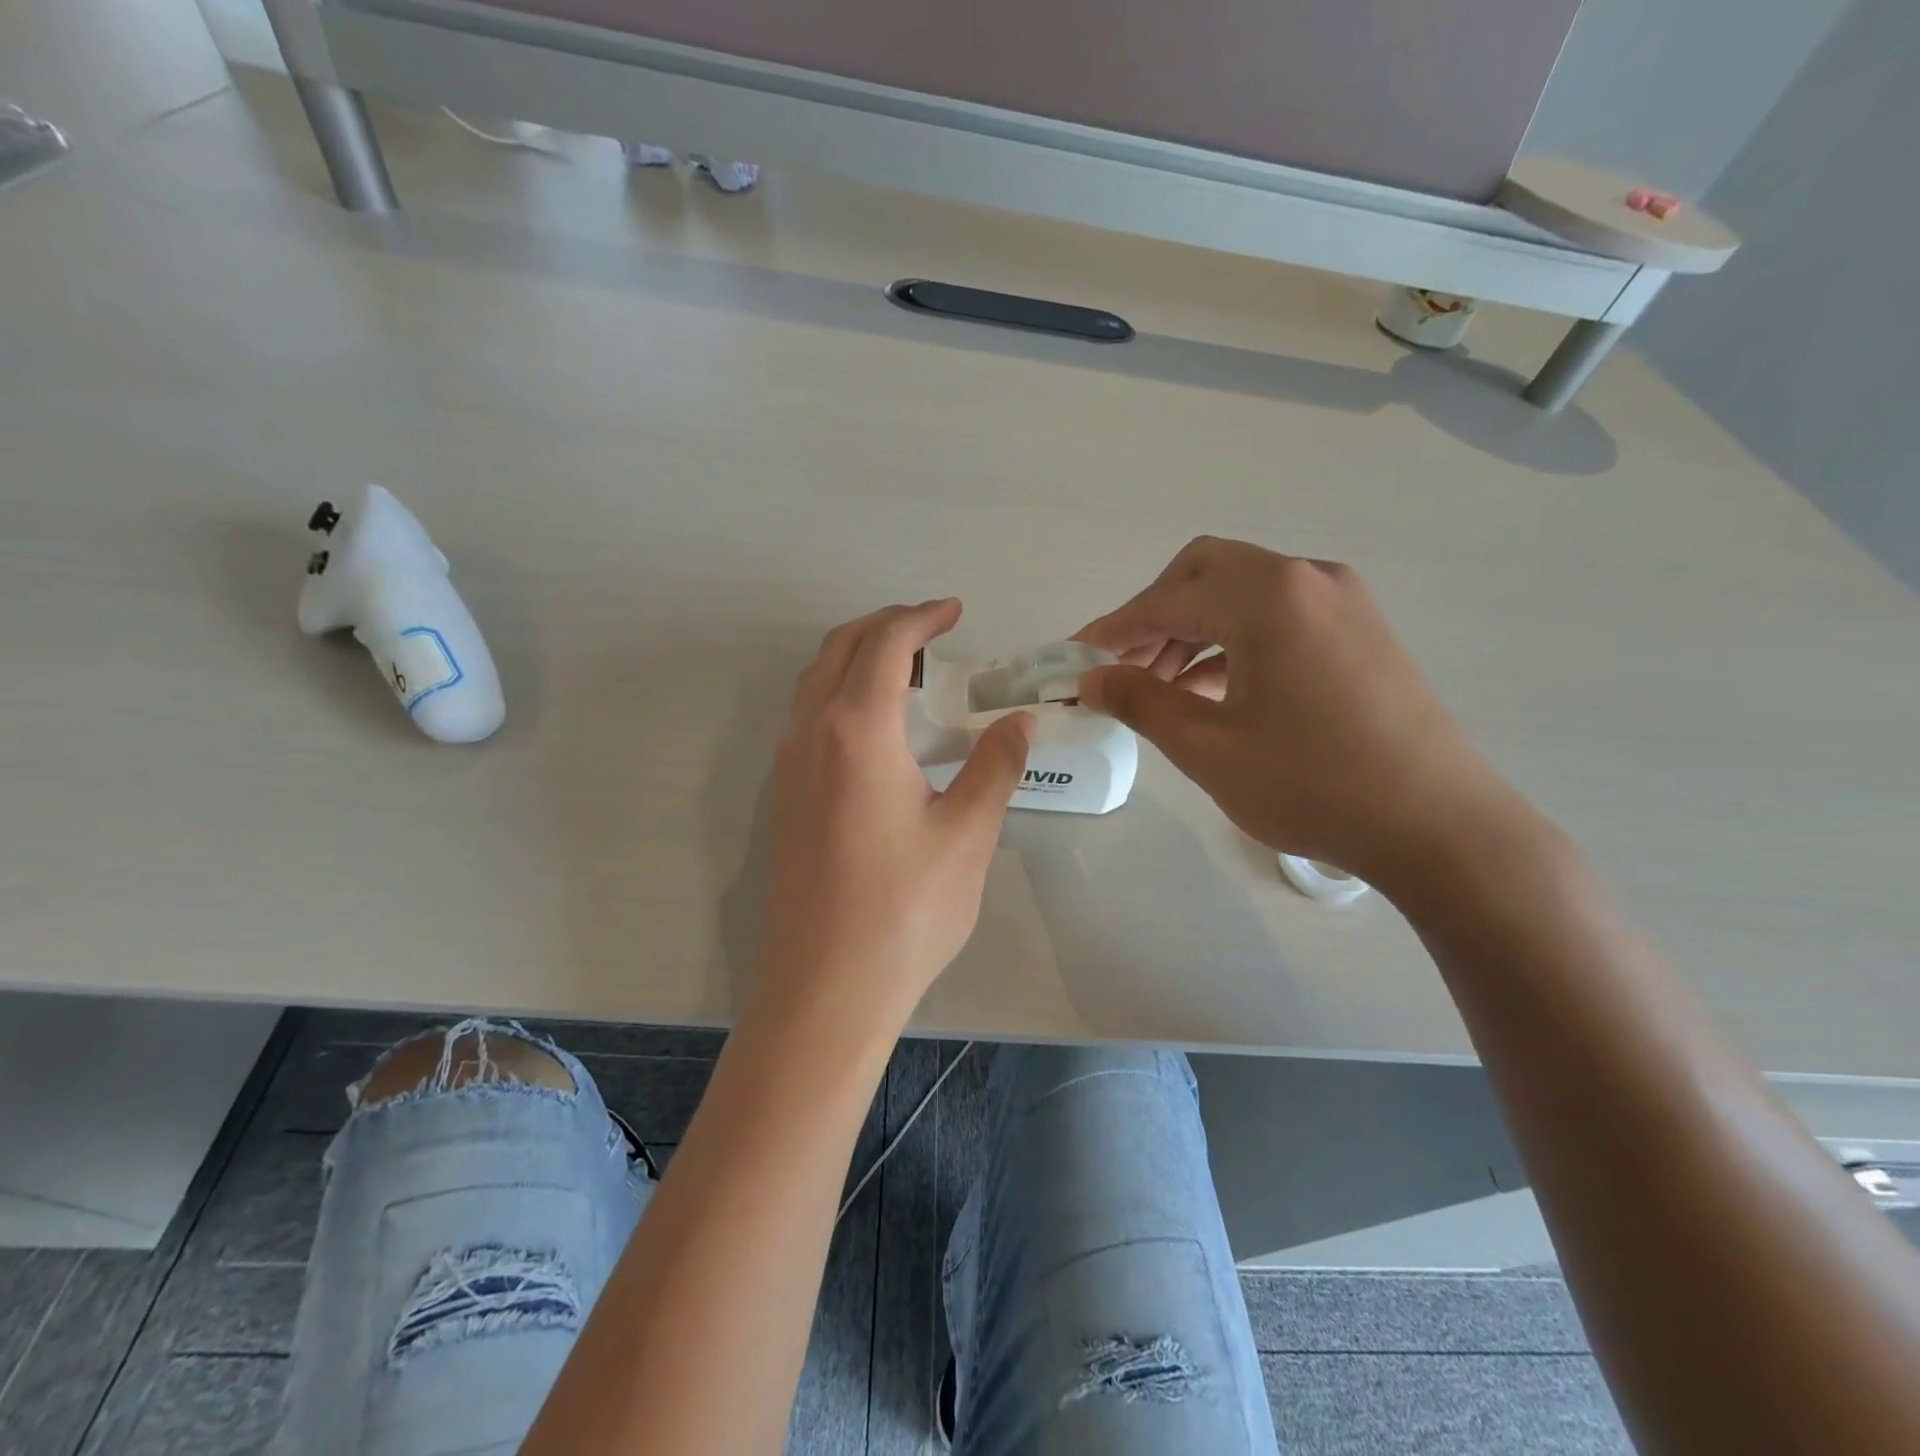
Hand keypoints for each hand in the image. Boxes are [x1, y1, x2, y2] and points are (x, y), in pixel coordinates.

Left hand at [756, 599, 1034, 1021]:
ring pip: (816, 683)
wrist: (825, 990)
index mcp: (856, 729)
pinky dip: (842, 696)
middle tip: (934, 633)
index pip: (886, 644)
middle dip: (886, 628)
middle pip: (840, 649)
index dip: (922, 618)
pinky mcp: (782, 799)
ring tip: (912, 675)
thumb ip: (995, 766)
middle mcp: (810, 734)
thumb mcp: (967, 834)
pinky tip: (880, 732)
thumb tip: (1020, 722)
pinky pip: (808, 719)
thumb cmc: (904, 910)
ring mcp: (787, 767)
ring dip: (859, 660)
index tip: (956, 612)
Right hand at [1076, 537, 1521, 890]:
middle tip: (1123, 665)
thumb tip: (1092, 679)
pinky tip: (1213, 688)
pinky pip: (1278, 616)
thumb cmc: (1313, 785)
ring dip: (1193, 628)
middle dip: (1154, 615)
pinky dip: (1234, 641)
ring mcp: (1342, 601)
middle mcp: (1307, 578)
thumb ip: (1141, 702)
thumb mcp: (1209, 748)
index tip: (1073, 656)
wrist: (1439, 826)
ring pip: (1242, 594)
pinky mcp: (1361, 630)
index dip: (1113, 629)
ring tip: (1161, 686)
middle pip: (1205, 573)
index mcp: (1268, 596)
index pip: (1167, 600)